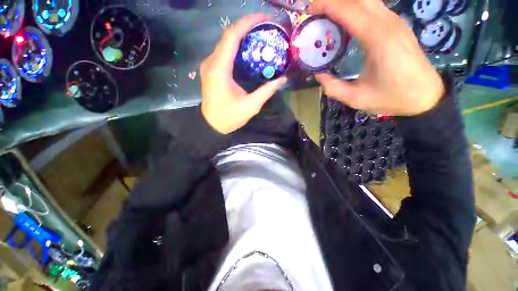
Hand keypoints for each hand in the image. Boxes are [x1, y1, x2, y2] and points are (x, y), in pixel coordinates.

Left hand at [200, 14, 287, 133]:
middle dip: (247, 27)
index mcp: (220, 70)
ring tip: (259, 37)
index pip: (232, 36)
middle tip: (266, 28)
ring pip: (225, 43)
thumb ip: (266, 91)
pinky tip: (248, 51)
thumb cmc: (230, 117)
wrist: (212, 125)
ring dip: (242, 37)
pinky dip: (236, 48)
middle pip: (228, 36)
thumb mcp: (251, 106)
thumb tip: (283, 79)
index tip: (264, 19)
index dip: (247, 23)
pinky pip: (223, 52)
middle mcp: (211, 63)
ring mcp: (209, 65)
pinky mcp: (210, 70)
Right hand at [309, 0, 443, 115]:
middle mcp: (388, 23)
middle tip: (316, 11)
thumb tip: (318, 74)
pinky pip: (374, 8)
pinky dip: (357, 8)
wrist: (425, 96)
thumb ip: (332, 87)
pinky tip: (346, 21)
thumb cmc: (391, 98)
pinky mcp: (398, 25)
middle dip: (335, 0)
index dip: (328, 5)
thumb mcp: (355, 98)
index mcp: (378, 39)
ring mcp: (396, 22)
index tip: (310, 9)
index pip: (350, 10)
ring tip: (328, 15)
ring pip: (368, 0)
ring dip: (346, 3)